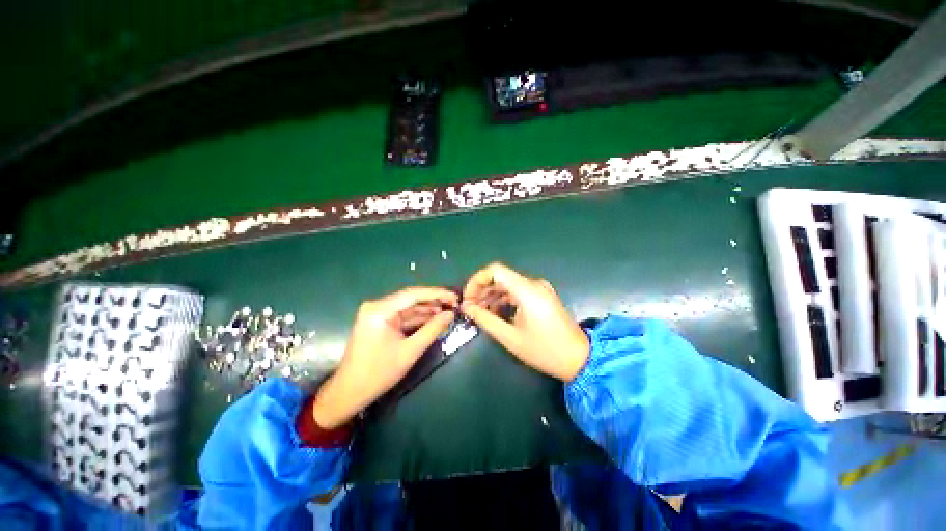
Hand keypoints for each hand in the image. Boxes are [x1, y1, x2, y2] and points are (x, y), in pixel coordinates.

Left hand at [312, 287, 458, 428]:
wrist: (349, 392)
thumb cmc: (378, 373)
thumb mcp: (410, 351)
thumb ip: (432, 330)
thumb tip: (450, 314)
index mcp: (380, 310)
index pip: (414, 294)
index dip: (437, 294)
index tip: (455, 297)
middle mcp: (377, 306)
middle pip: (411, 298)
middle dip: (434, 301)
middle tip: (454, 304)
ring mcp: (377, 313)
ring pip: (408, 307)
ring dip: (427, 310)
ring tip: (448, 311)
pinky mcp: (379, 321)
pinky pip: (402, 315)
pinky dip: (418, 318)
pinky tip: (433, 319)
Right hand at [461, 262, 589, 381]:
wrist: (579, 359)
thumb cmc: (544, 350)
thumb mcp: (510, 337)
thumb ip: (485, 319)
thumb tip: (466, 307)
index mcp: (527, 290)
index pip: (495, 270)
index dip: (477, 280)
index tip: (467, 297)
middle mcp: (534, 284)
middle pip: (500, 277)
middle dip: (482, 290)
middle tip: (470, 307)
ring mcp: (539, 289)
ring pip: (508, 284)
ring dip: (491, 295)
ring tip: (479, 311)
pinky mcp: (542, 296)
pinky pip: (517, 291)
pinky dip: (503, 298)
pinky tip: (495, 311)